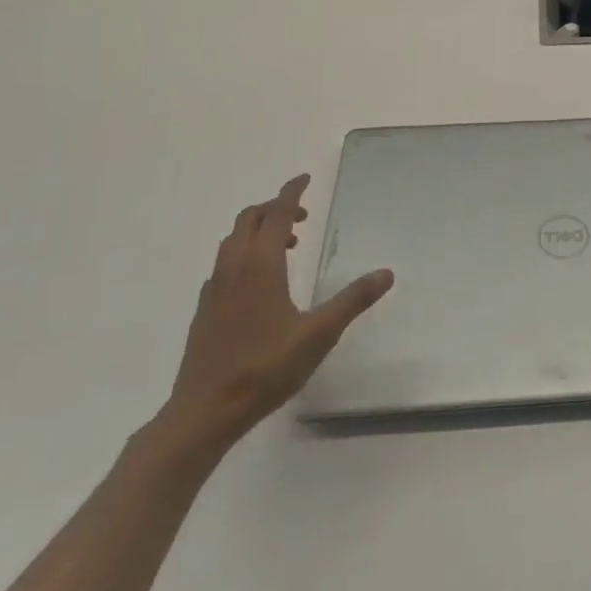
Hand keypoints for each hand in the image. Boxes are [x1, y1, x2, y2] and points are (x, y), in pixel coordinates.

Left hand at [160, 174, 392, 449]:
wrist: (204, 410)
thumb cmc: (265, 368)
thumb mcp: (319, 334)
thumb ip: (353, 300)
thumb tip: (386, 273)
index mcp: (260, 266)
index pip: (276, 214)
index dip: (291, 193)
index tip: (304, 179)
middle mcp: (233, 268)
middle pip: (249, 219)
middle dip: (274, 209)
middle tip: (302, 218)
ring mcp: (214, 288)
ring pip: (233, 241)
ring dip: (258, 231)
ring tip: (286, 247)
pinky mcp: (205, 308)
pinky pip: (224, 263)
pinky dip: (244, 254)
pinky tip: (260, 283)